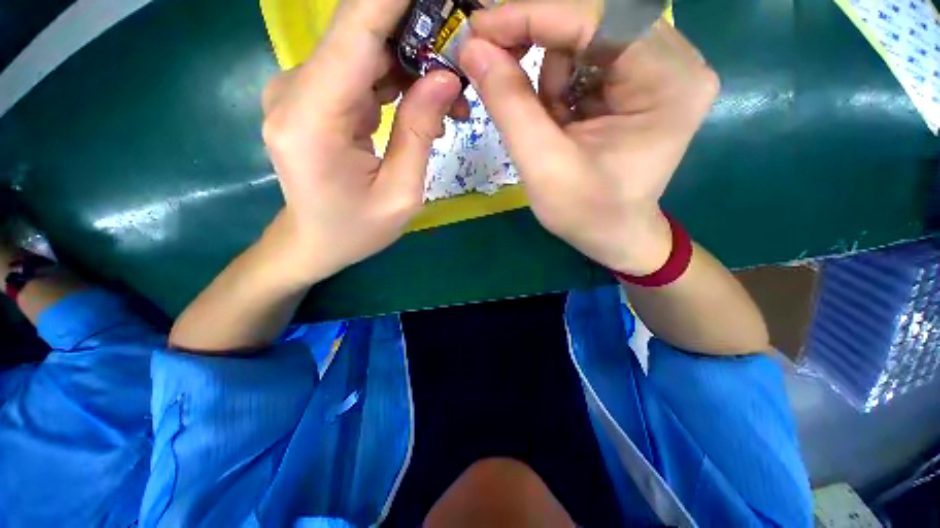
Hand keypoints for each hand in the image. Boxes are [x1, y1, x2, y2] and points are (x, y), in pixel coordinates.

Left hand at [260, 0, 462, 283]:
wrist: (314, 241)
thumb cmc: (356, 230)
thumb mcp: (401, 194)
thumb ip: (419, 132)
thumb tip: (445, 76)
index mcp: (312, 120)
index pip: (355, 31)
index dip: (398, 1)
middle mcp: (295, 92)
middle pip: (360, 34)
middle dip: (418, 34)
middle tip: (462, 54)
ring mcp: (299, 90)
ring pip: (364, 50)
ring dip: (412, 62)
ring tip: (452, 94)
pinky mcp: (312, 97)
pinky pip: (359, 71)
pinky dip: (395, 79)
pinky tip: (424, 101)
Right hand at [460, 4, 718, 274]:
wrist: (613, 236)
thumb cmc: (586, 213)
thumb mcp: (543, 165)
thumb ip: (509, 104)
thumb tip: (473, 48)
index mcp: (668, 81)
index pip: (596, 17)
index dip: (531, 16)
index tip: (478, 27)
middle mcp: (675, 62)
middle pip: (593, 22)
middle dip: (538, 43)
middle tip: (496, 67)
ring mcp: (661, 69)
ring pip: (586, 40)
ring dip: (550, 77)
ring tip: (546, 125)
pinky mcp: (641, 81)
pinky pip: (588, 60)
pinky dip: (559, 86)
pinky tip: (557, 122)